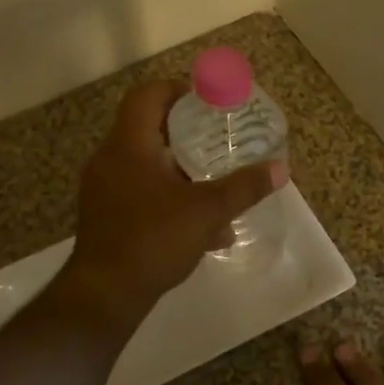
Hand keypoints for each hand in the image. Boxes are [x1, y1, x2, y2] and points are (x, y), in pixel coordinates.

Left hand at [53, 79, 287, 332]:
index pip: (148, 95)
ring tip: (213, 183)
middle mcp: (109, 158)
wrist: (104, 294)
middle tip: (218, 140)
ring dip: (179, 169)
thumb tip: (281, 169)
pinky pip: (138, 190)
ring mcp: (102, 187)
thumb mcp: (207, 212)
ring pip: (145, 163)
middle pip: (147, 128)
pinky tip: (198, 226)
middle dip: (186, 133)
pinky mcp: (104, 213)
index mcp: (129, 144)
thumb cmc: (153, 240)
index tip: (207, 102)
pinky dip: (166, 196)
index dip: (177, 90)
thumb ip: (244, 188)